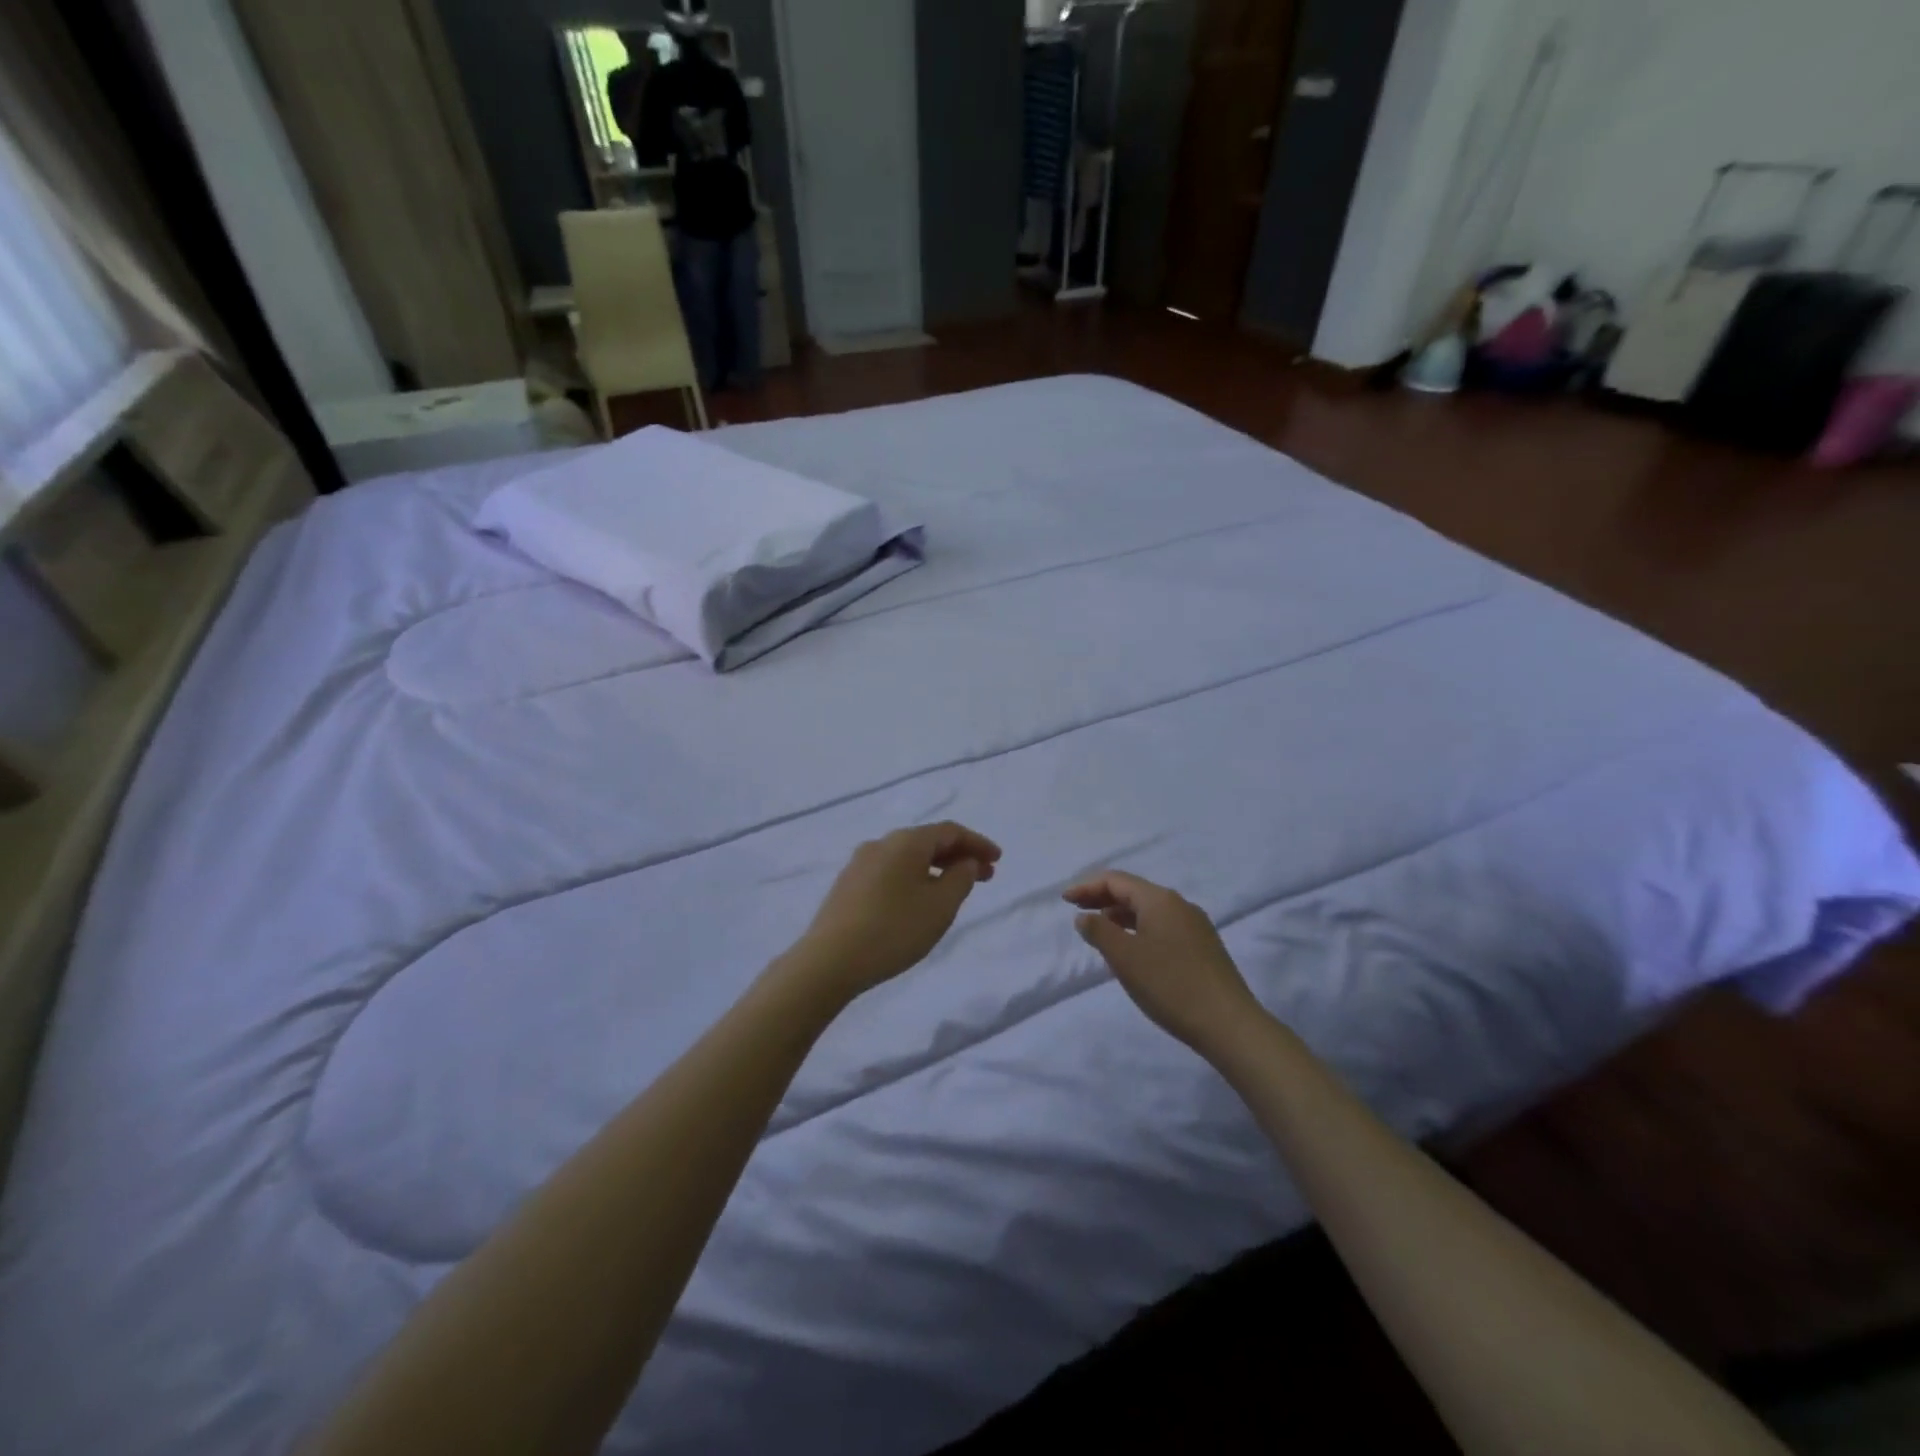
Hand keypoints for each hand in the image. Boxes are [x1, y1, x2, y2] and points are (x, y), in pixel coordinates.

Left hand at [788, 822, 1001, 1000]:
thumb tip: (964, 862)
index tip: (998, 860)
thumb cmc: (894, 929)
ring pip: (907, 857)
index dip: (977, 843)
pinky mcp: (847, 885)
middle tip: (984, 876)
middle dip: (958, 856)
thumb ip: (960, 879)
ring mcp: (860, 863)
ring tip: (953, 890)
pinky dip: (914, 878)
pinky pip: (890, 872)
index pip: (950, 831)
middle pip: (927, 841)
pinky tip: (919, 900)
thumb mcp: (940, 906)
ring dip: (936, 868)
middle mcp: (881, 843)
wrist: (830, 960)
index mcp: (906, 841)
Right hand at [1064, 871, 1261, 1056]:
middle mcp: (1179, 905)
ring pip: (1149, 910)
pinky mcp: (1203, 947)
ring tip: (1099, 929)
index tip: (1064, 900)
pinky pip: (1162, 926)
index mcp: (1160, 900)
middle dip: (1102, 898)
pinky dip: (1139, 928)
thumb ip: (1099, 932)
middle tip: (1077, 910)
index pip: (1117, 880)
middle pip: (1134, 891)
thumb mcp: (1125, 958)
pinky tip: (1132, 949)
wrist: (1229, 1024)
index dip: (1087, 887)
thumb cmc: (1170, 985)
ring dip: (1120, 914)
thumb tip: (1085, 916)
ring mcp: (1195, 926)